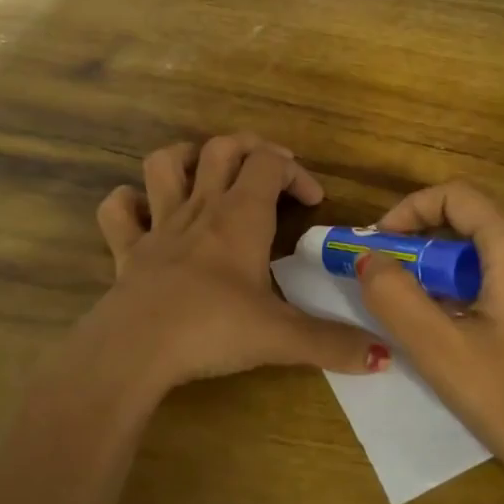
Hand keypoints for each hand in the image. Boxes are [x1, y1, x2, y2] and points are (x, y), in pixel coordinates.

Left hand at [86, 134, 380, 395]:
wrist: (136, 349)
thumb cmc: (213, 329)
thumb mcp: (281, 337)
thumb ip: (334, 344)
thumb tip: (385, 355)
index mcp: (241, 217)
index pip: (270, 163)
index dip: (296, 172)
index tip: (314, 202)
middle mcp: (201, 208)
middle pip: (221, 148)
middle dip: (249, 149)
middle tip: (269, 172)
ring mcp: (159, 225)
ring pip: (164, 163)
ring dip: (187, 158)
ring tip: (207, 175)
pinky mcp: (127, 250)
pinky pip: (118, 210)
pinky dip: (129, 203)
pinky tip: (145, 214)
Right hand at [357, 182, 503, 503]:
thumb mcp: (440, 350)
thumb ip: (393, 295)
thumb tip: (369, 257)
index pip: (455, 196)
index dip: (409, 211)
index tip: (379, 246)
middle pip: (475, 221)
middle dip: (427, 245)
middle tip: (394, 283)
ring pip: (495, 249)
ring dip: (452, 268)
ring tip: (426, 312)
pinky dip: (481, 284)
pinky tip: (469, 328)